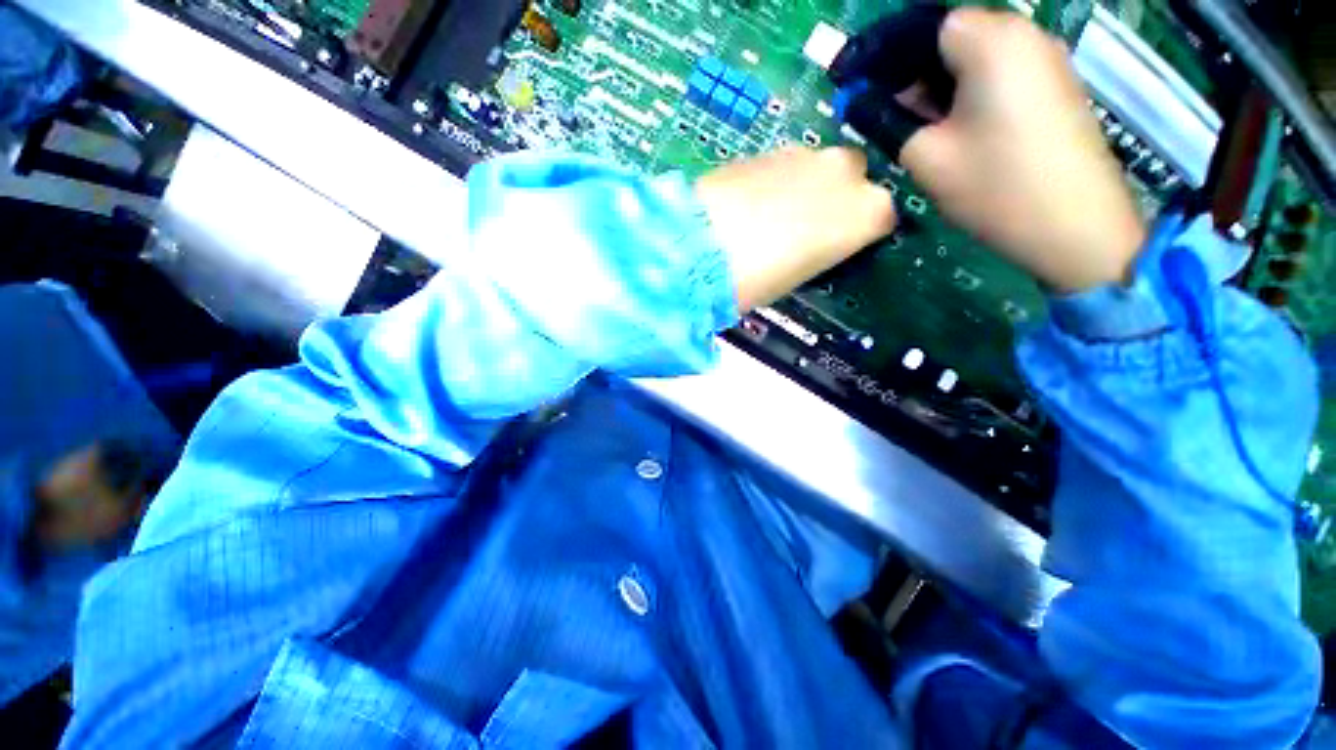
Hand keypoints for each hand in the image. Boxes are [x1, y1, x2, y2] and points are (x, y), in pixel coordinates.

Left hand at [695, 146, 895, 310]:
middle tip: (804, 229)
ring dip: (805, 187)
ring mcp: (807, 153)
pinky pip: (785, 164)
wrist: (703, 246)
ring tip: (770, 218)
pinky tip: (751, 203)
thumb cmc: (759, 279)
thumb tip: (814, 242)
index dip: (858, 234)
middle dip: (835, 200)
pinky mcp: (770, 147)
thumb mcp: (802, 275)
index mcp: (868, 212)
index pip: (882, 218)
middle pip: (854, 180)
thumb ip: (821, 249)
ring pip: (819, 168)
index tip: (838, 247)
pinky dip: (776, 181)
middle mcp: (847, 172)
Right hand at [900, 9, 1146, 292]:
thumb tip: (878, 104)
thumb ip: (892, 122)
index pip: (929, 28)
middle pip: (956, 38)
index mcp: (991, 41)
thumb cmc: (995, 187)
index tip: (877, 98)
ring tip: (934, 134)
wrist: (1075, 226)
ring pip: (980, 59)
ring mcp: (1048, 61)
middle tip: (902, 121)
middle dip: (922, 75)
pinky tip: (968, 135)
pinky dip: (977, 96)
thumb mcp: (926, 157)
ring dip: (948, 89)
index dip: (896, 60)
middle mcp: (1025, 35)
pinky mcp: (1058, 87)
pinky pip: (1004, 75)